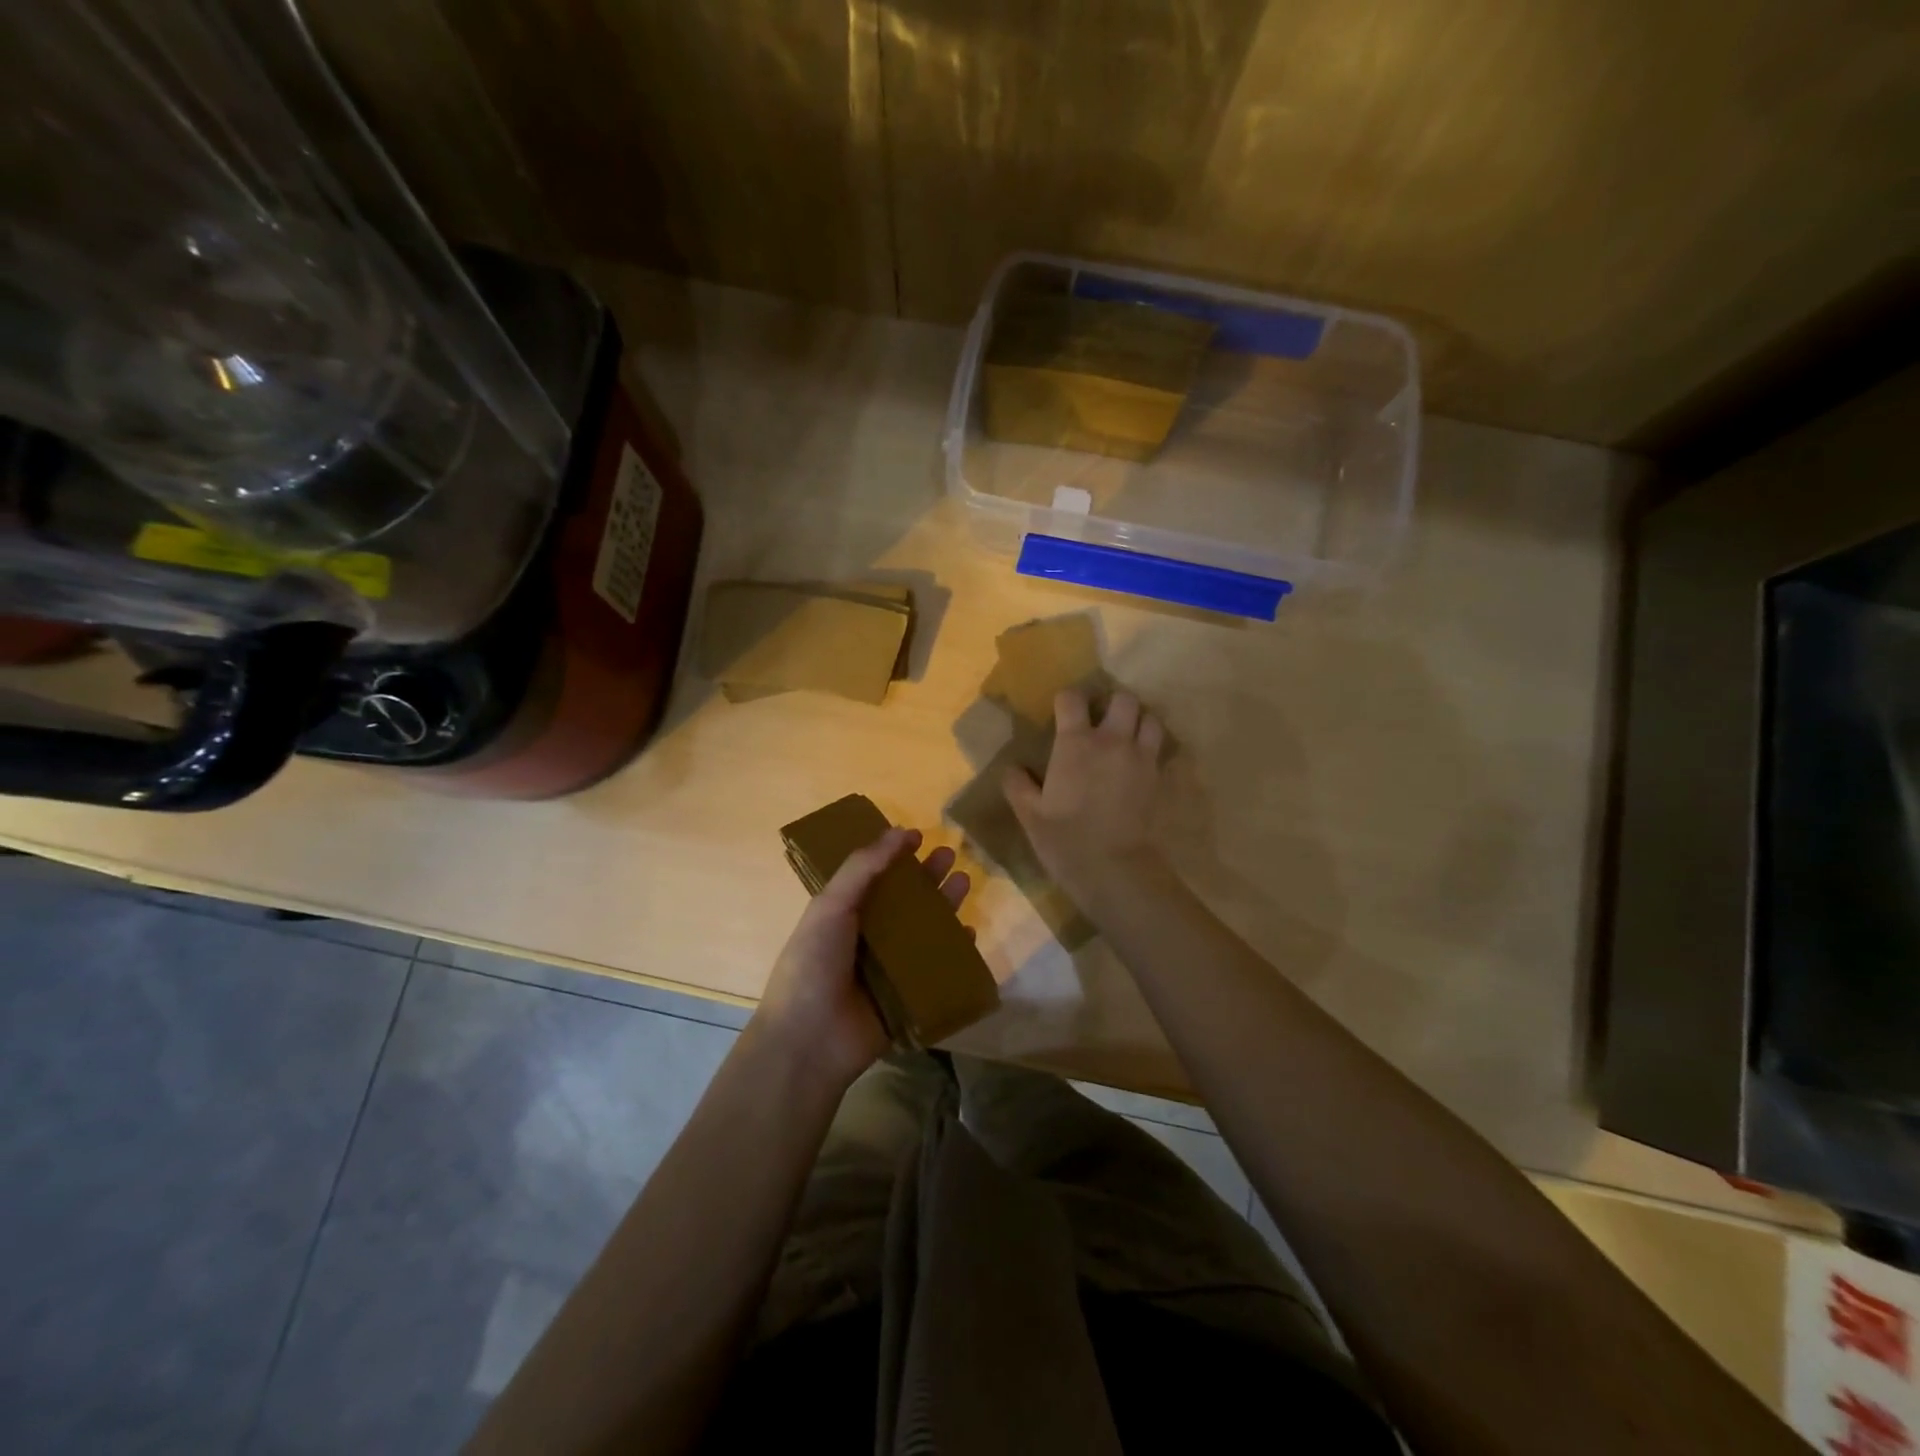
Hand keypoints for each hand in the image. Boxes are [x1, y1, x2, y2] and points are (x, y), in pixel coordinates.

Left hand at [752, 826, 970, 1090]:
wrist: (811, 1040)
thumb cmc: (813, 964)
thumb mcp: (831, 906)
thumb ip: (863, 868)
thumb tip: (898, 831)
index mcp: (842, 914)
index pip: (873, 877)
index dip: (894, 855)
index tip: (917, 836)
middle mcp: (867, 937)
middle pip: (904, 900)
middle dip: (927, 877)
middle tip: (950, 854)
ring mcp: (888, 968)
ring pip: (923, 930)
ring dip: (944, 906)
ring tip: (965, 882)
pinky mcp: (908, 996)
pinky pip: (936, 969)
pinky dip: (954, 951)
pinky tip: (969, 933)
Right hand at [1002, 688, 1168, 905]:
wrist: (1114, 868)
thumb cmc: (1066, 838)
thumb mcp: (1030, 814)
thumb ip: (1018, 786)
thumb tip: (1012, 768)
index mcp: (1076, 743)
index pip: (1072, 699)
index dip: (1066, 700)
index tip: (1061, 711)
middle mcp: (1112, 740)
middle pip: (1123, 699)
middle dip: (1112, 703)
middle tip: (1101, 721)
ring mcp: (1140, 757)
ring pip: (1150, 718)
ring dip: (1138, 721)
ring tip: (1126, 736)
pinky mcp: (1158, 777)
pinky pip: (1161, 749)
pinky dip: (1152, 748)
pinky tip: (1139, 763)